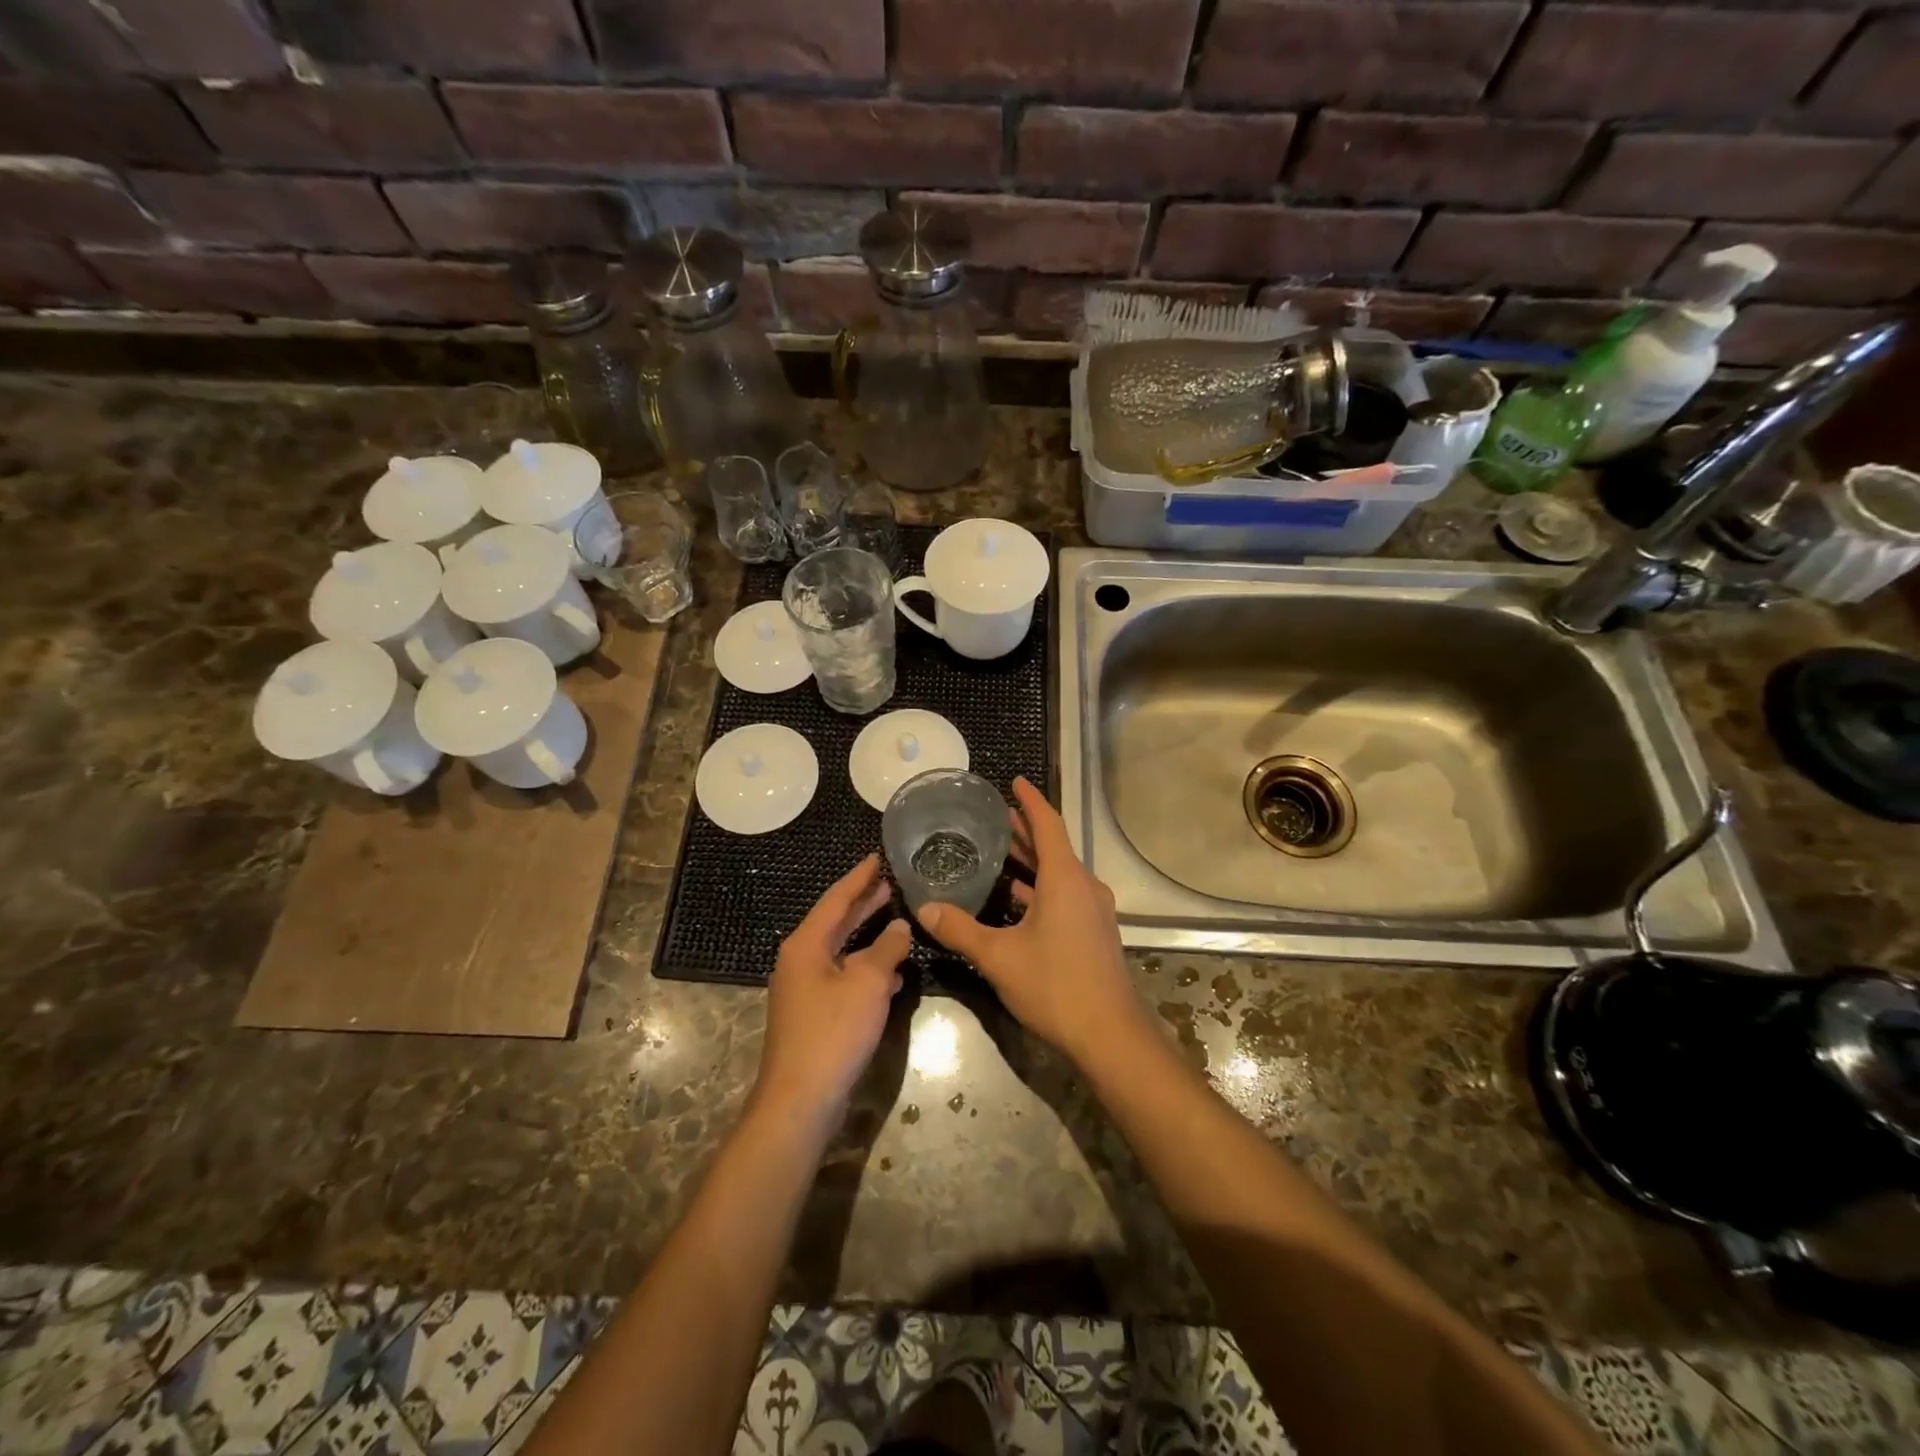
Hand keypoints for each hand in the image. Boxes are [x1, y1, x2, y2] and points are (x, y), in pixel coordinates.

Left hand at [755, 854, 910, 1126]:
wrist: (800, 1100)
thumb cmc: (833, 1032)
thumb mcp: (868, 984)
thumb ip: (887, 949)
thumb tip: (900, 926)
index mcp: (806, 945)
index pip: (835, 899)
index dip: (859, 878)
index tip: (877, 857)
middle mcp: (800, 960)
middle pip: (836, 922)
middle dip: (863, 903)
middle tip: (890, 882)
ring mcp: (805, 989)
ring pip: (842, 952)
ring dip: (868, 937)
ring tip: (897, 919)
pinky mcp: (815, 1014)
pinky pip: (844, 977)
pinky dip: (866, 969)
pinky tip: (893, 974)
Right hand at [915, 777, 1145, 1064]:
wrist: (1110, 1034)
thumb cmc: (1055, 985)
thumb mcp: (999, 957)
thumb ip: (961, 930)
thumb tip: (925, 909)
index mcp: (1066, 879)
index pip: (1048, 824)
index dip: (1030, 801)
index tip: (1014, 782)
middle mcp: (1083, 886)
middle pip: (1054, 847)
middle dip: (1026, 830)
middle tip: (996, 816)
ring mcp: (1093, 910)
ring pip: (1059, 873)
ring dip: (1033, 861)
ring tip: (1000, 852)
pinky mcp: (1094, 932)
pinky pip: (1065, 895)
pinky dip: (1041, 887)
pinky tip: (1017, 899)